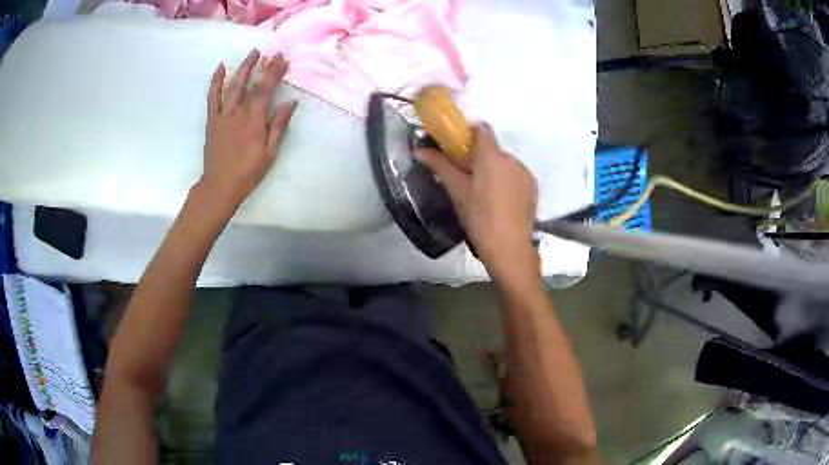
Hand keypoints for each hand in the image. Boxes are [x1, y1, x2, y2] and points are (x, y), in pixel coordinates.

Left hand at [199, 49, 297, 205]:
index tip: (283, 60)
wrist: (219, 186)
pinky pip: (212, 97)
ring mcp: (223, 115)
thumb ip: (278, 126)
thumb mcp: (269, 153)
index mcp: (254, 121)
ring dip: (243, 67)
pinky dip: (216, 81)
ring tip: (253, 53)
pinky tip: (221, 67)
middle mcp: (238, 113)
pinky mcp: (212, 120)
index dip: (275, 73)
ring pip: (233, 86)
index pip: (266, 90)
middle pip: (251, 84)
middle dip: (263, 66)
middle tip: (273, 53)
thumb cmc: (247, 173)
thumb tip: (290, 102)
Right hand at [415, 124, 540, 292]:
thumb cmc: (479, 217)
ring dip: (493, 170)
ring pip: (504, 163)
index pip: (482, 129)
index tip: (457, 148)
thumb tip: (419, 149)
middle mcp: (511, 158)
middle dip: (479, 157)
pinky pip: (515, 175)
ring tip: (483, 194)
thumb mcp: (457, 191)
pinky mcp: (533, 187)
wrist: (510, 247)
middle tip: (465, 177)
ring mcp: (525, 173)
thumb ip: (440, 165)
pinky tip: (499, 201)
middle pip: (492, 148)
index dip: (469, 134)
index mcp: (492, 155)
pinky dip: (506, 181)